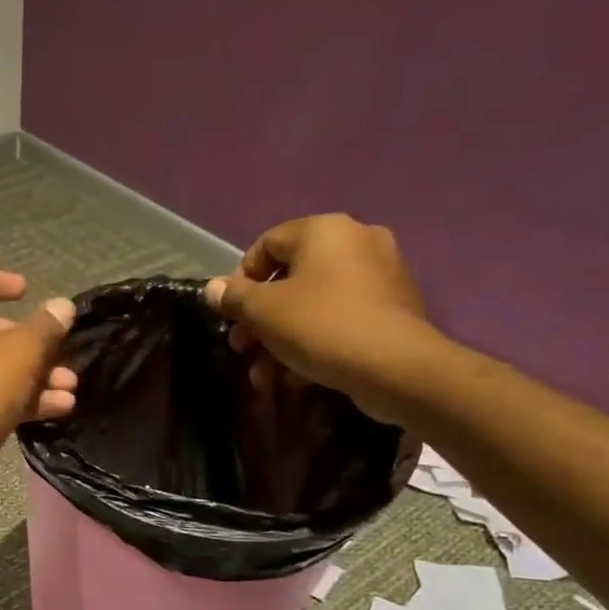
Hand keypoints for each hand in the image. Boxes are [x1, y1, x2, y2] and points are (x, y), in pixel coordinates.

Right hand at [203, 214, 437, 421]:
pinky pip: (339, 319)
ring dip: (281, 340)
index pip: (266, 244)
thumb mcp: (264, 312)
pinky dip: (314, 344)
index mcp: (324, 231)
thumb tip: (212, 288)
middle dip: (260, 321)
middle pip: (289, 279)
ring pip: (312, 305)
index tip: (231, 314)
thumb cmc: (321, 326)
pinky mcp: (392, 309)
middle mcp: (355, 242)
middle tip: (244, 350)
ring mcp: (379, 275)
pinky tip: (298, 378)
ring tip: (266, 377)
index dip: (240, 280)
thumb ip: (234, 297)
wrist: (396, 367)